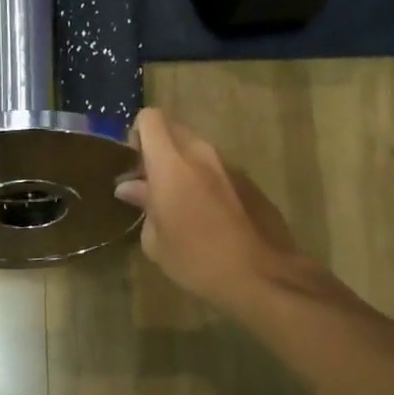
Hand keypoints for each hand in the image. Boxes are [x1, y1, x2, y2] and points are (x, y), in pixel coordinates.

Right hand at [114, 109, 309, 308]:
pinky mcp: (249, 181)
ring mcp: (230, 165)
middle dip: (159, 148)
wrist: (262, 276)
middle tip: (152, 182)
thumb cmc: (197, 260)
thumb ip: (143, 204)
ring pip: (197, 150)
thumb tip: (130, 188)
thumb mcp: (156, 241)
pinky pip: (218, 169)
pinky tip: (208, 216)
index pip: (150, 119)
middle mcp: (201, 154)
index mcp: (171, 164)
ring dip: (184, 165)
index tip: (134, 163)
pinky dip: (206, 181)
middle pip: (174, 129)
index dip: (137, 133)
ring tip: (180, 203)